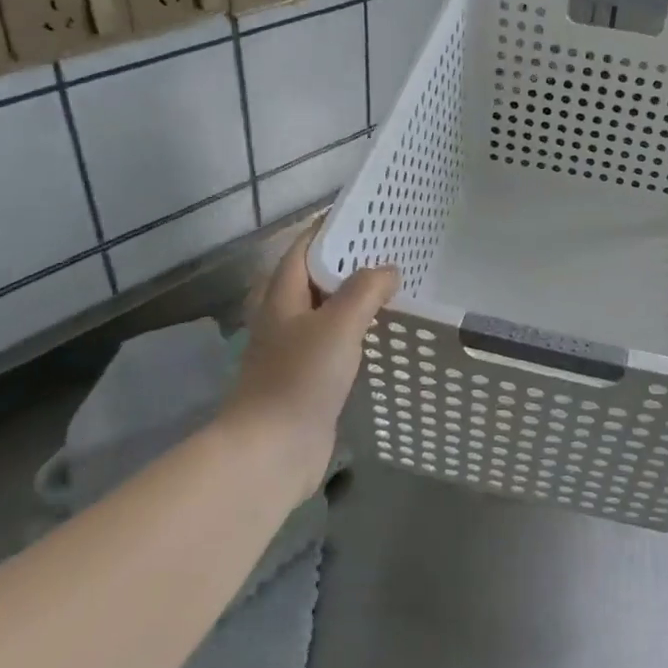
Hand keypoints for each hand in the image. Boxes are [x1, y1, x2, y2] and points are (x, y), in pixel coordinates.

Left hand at [224, 226, 397, 493]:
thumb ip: (365, 290)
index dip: (331, 229)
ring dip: (356, 299)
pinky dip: (358, 332)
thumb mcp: (338, 324)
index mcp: (282, 296)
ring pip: (328, 312)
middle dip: (350, 264)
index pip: (304, 248)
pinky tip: (382, 334)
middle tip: (392, 251)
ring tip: (395, 287)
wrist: (272, 450)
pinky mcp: (309, 378)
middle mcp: (284, 317)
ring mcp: (295, 350)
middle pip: (317, 278)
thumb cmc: (300, 378)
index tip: (368, 218)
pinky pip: (337, 343)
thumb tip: (388, 270)